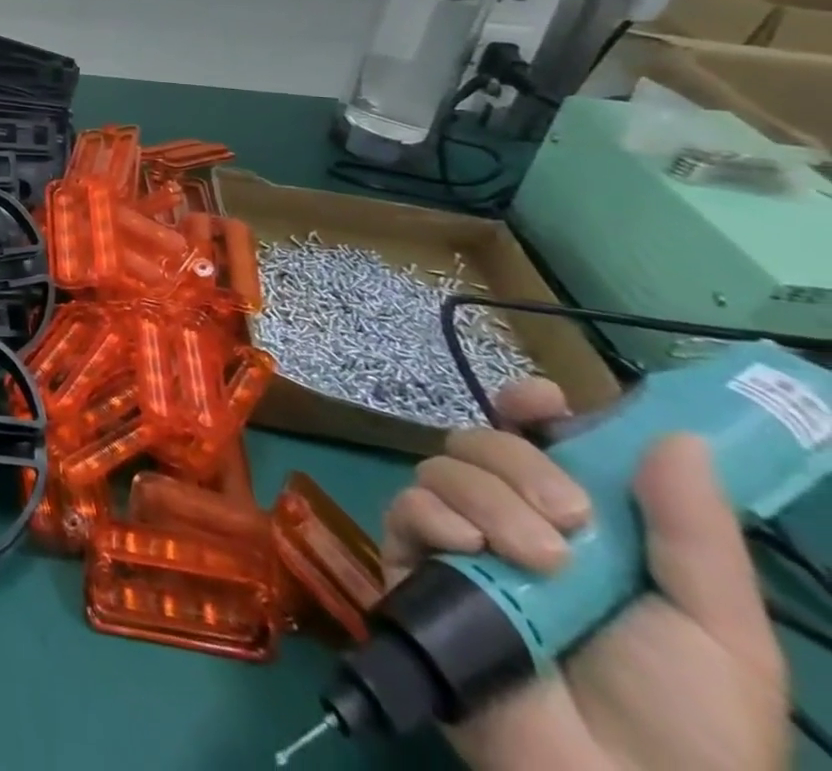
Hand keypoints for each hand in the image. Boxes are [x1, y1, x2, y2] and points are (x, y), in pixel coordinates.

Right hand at [381, 380, 789, 770]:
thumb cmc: (692, 724)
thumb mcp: (721, 630)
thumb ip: (696, 530)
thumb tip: (678, 433)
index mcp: (580, 526)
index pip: (537, 439)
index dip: (531, 408)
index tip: (541, 403)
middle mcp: (511, 521)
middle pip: (480, 441)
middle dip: (516, 460)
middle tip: (568, 517)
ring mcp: (459, 546)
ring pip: (441, 468)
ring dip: (486, 497)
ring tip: (536, 560)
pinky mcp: (414, 570)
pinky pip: (406, 511)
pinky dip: (434, 516)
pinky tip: (469, 550)